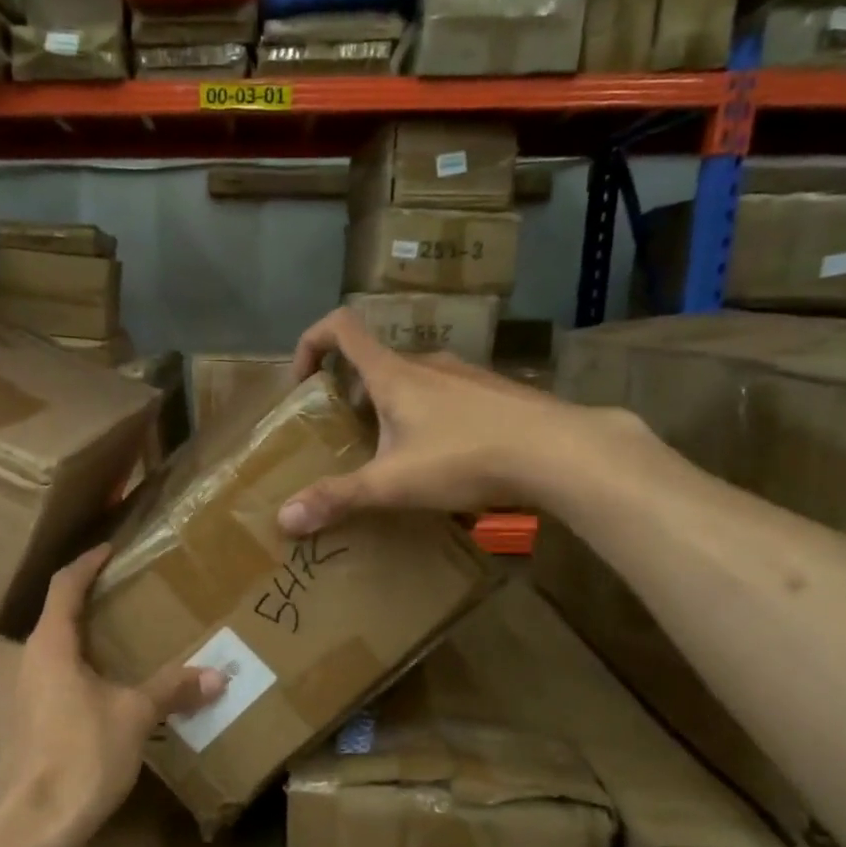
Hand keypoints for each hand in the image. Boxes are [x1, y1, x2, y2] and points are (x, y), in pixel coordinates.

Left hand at [0, 545, 223, 846]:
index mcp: (46, 649)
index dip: (84, 566)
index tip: (104, 551)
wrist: (33, 828)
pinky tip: (65, 726)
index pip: (61, 590)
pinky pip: (15, 711)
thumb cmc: (83, 755)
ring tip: (75, 684)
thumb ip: (173, 690)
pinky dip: (36, 708)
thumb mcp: (135, 717)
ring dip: (33, 672)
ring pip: (7, 676)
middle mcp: (14, 671)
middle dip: (33, 633)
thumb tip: (219, 675)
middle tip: (72, 640)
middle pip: (6, 637)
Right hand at [277, 307, 564, 535]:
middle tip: (348, 437)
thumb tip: (284, 518)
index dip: (310, 343)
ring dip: (392, 407)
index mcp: (394, 374)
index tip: (304, 382)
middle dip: (351, 394)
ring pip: (414, 381)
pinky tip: (446, 459)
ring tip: (396, 454)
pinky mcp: (496, 393)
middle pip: (375, 362)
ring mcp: (467, 375)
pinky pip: (448, 396)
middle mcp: (428, 363)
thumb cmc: (466, 457)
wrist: (562, 452)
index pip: (341, 327)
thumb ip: (339, 498)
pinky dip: (430, 417)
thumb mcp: (393, 483)